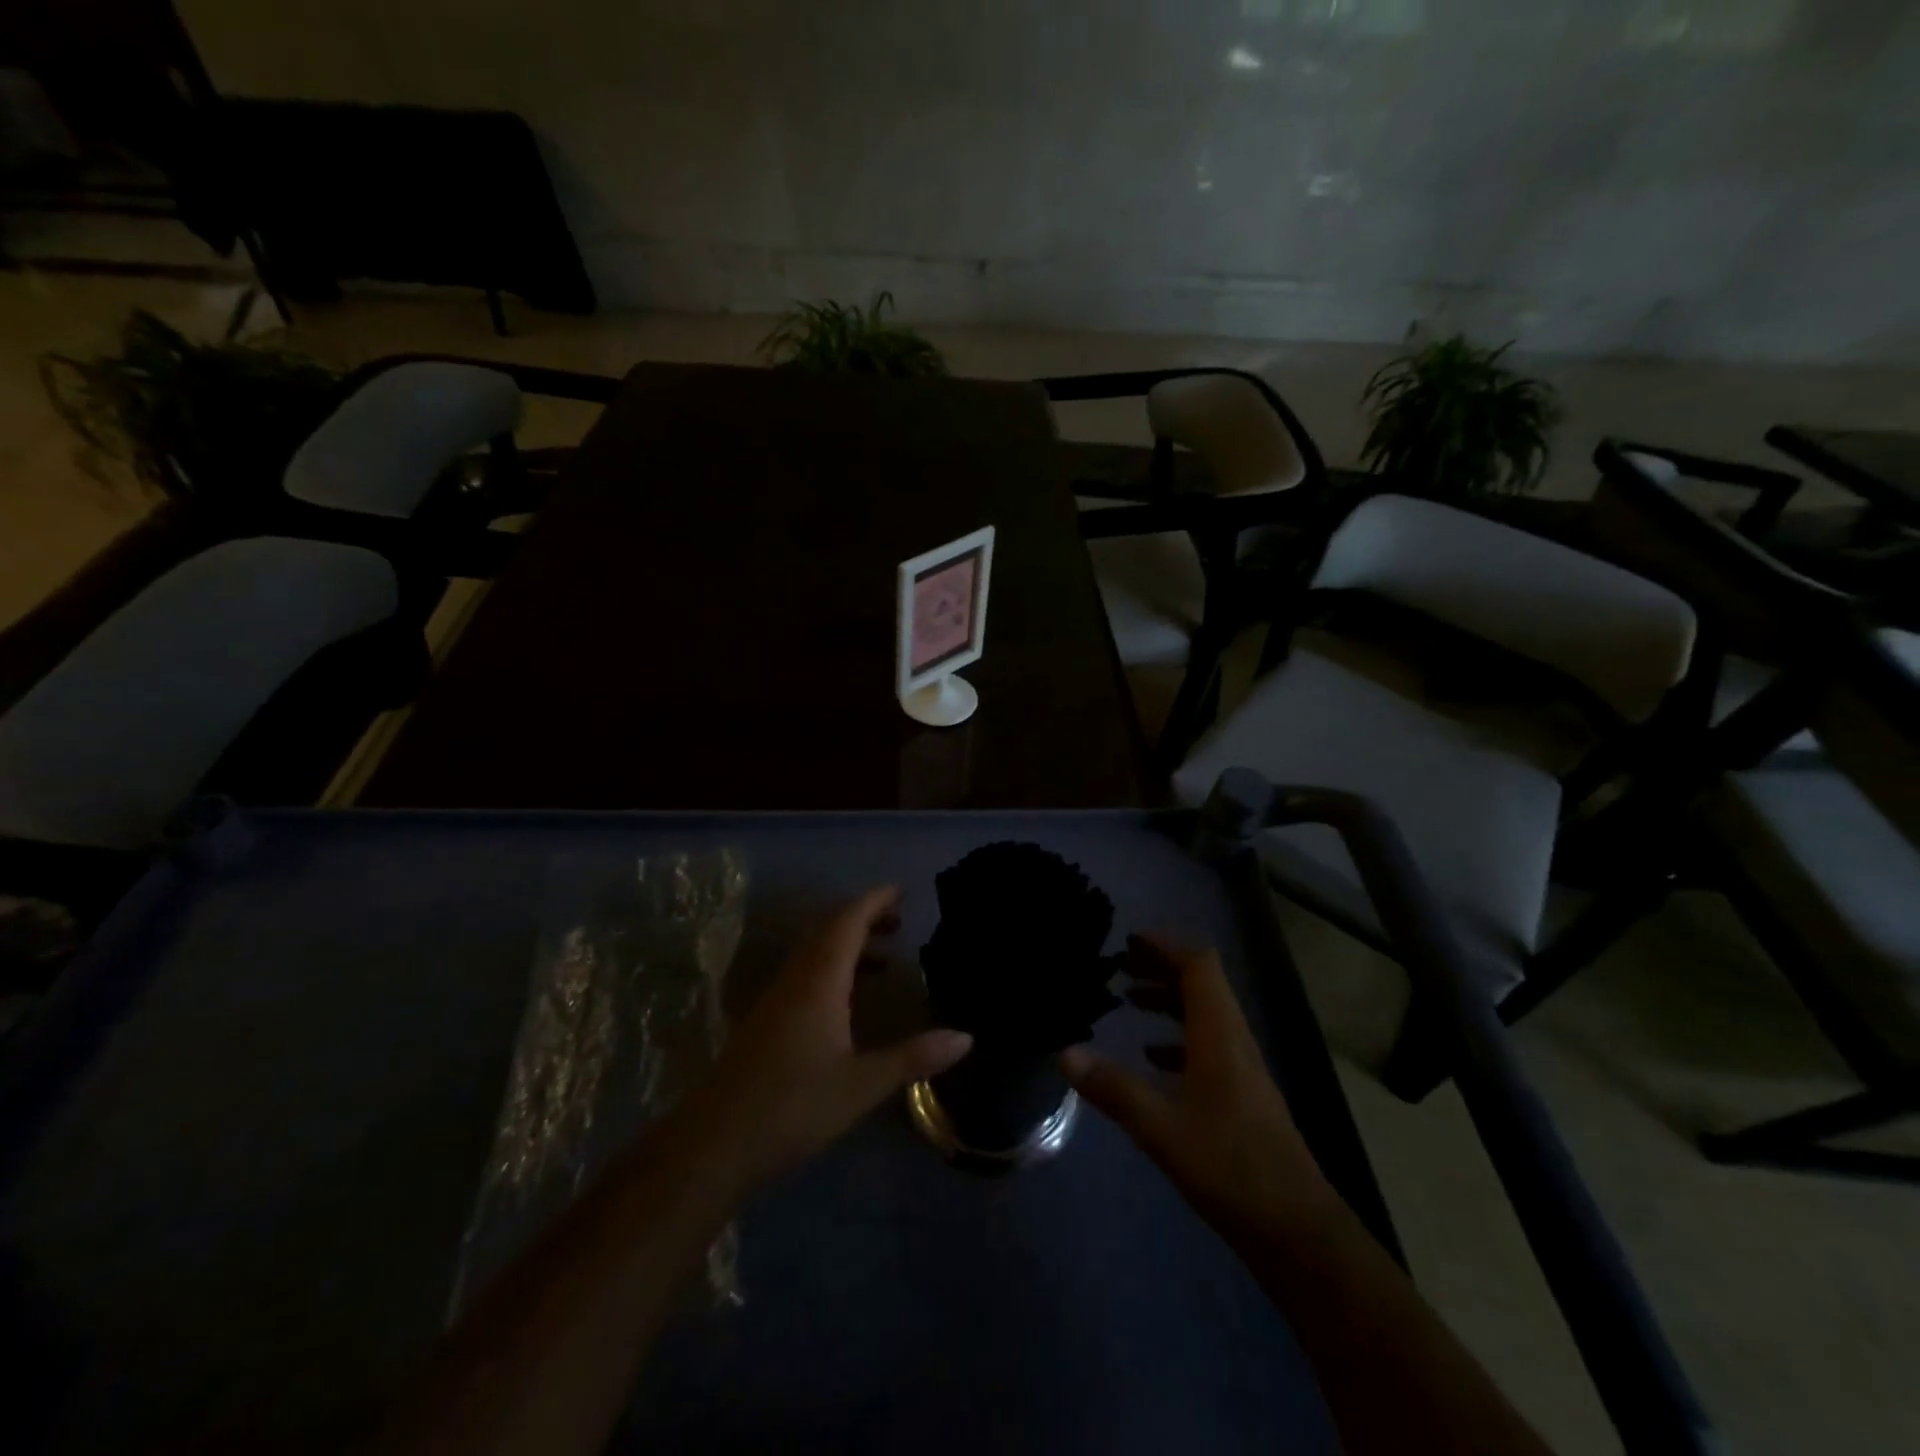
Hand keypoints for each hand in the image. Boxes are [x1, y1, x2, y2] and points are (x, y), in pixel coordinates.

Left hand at [678, 886, 972, 1198]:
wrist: (713, 1145)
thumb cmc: (792, 1108)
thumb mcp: (861, 1085)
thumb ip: (913, 1057)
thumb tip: (966, 1037)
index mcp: (818, 981)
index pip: (847, 922)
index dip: (873, 901)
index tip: (900, 891)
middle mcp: (795, 980)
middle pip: (828, 930)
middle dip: (862, 917)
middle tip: (898, 920)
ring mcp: (775, 1000)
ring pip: (813, 953)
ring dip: (847, 944)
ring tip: (883, 957)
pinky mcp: (764, 1022)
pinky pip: (803, 975)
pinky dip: (831, 969)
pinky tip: (846, 1001)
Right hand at [1062, 935, 1329, 1237]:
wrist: (1297, 1231)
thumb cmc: (1231, 1167)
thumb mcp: (1162, 1128)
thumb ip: (1113, 1089)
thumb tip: (1066, 1052)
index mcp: (1220, 1034)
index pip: (1199, 965)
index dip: (1166, 946)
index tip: (1130, 942)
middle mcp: (1234, 1041)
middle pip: (1202, 984)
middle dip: (1162, 968)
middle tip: (1120, 967)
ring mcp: (1242, 1069)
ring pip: (1205, 1015)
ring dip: (1169, 1001)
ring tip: (1129, 1002)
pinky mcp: (1244, 1096)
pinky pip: (1209, 1046)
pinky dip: (1178, 1038)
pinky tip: (1153, 1059)